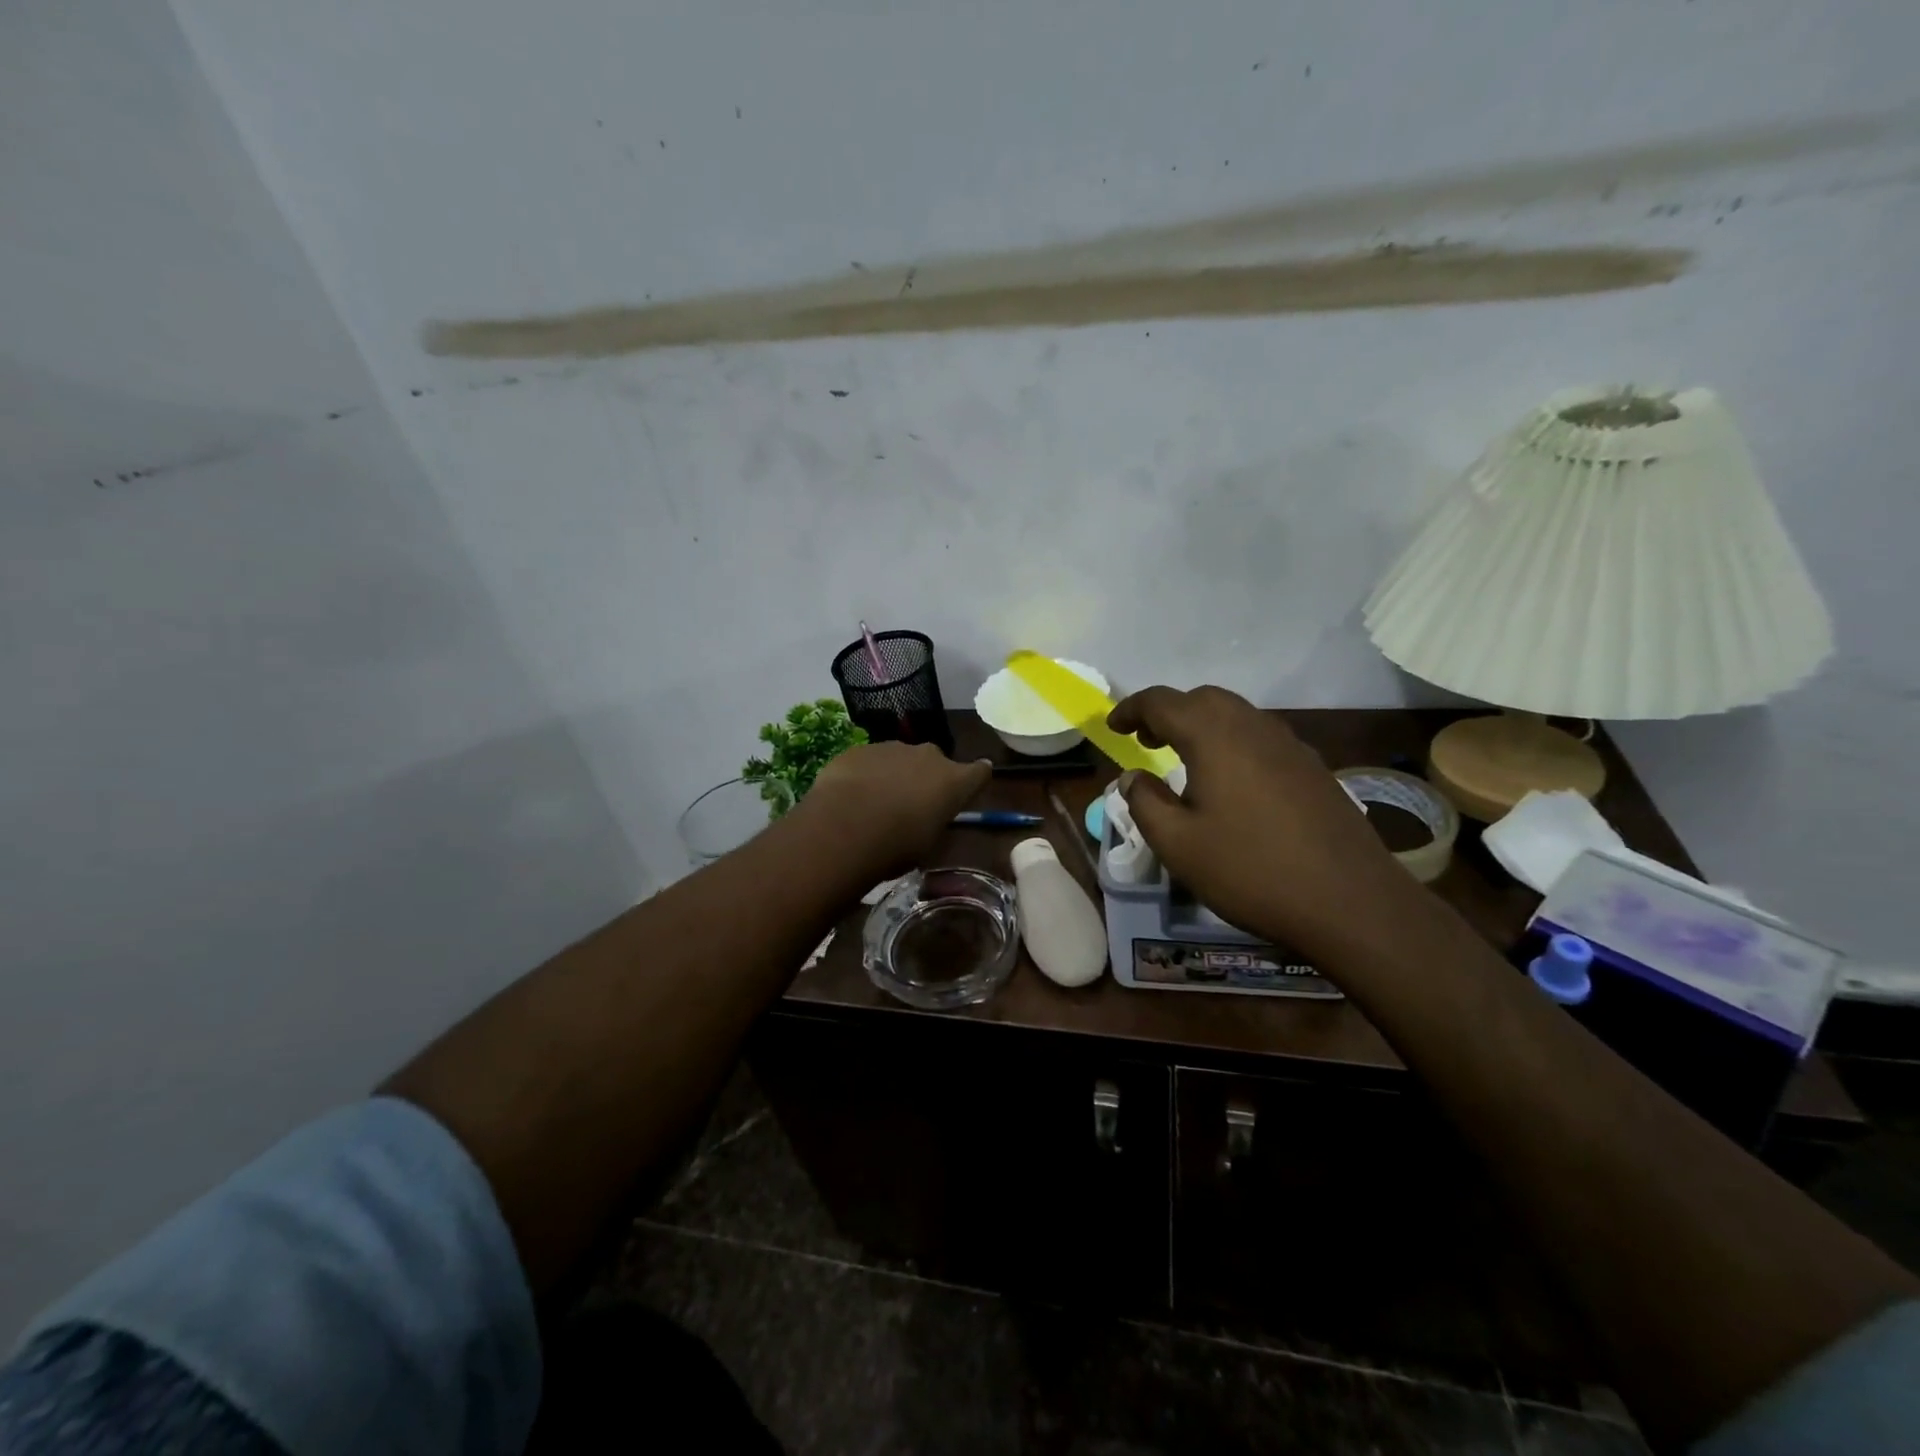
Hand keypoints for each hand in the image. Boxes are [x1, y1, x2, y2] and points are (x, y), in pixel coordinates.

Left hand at [798, 741, 991, 875]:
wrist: (844, 826)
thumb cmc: (896, 846)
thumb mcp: (927, 846)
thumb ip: (934, 824)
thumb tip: (929, 820)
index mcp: (954, 782)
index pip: (980, 772)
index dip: (976, 779)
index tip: (971, 785)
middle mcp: (928, 756)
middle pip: (936, 762)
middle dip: (927, 777)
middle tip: (912, 803)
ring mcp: (892, 748)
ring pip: (900, 759)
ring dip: (895, 775)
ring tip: (875, 803)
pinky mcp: (860, 749)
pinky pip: (870, 761)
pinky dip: (866, 774)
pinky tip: (850, 797)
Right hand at [1108, 686, 1419, 958]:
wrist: (1350, 901)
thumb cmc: (1250, 870)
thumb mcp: (1178, 844)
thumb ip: (1145, 802)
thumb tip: (1133, 777)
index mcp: (1214, 735)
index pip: (1162, 702)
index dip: (1132, 709)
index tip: (1113, 727)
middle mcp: (1253, 727)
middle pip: (1203, 699)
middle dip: (1169, 712)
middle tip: (1147, 741)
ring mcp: (1290, 745)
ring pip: (1236, 715)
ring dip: (1202, 726)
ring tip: (1185, 760)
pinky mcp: (1313, 768)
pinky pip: (1261, 738)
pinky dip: (1233, 743)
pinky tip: (1232, 783)